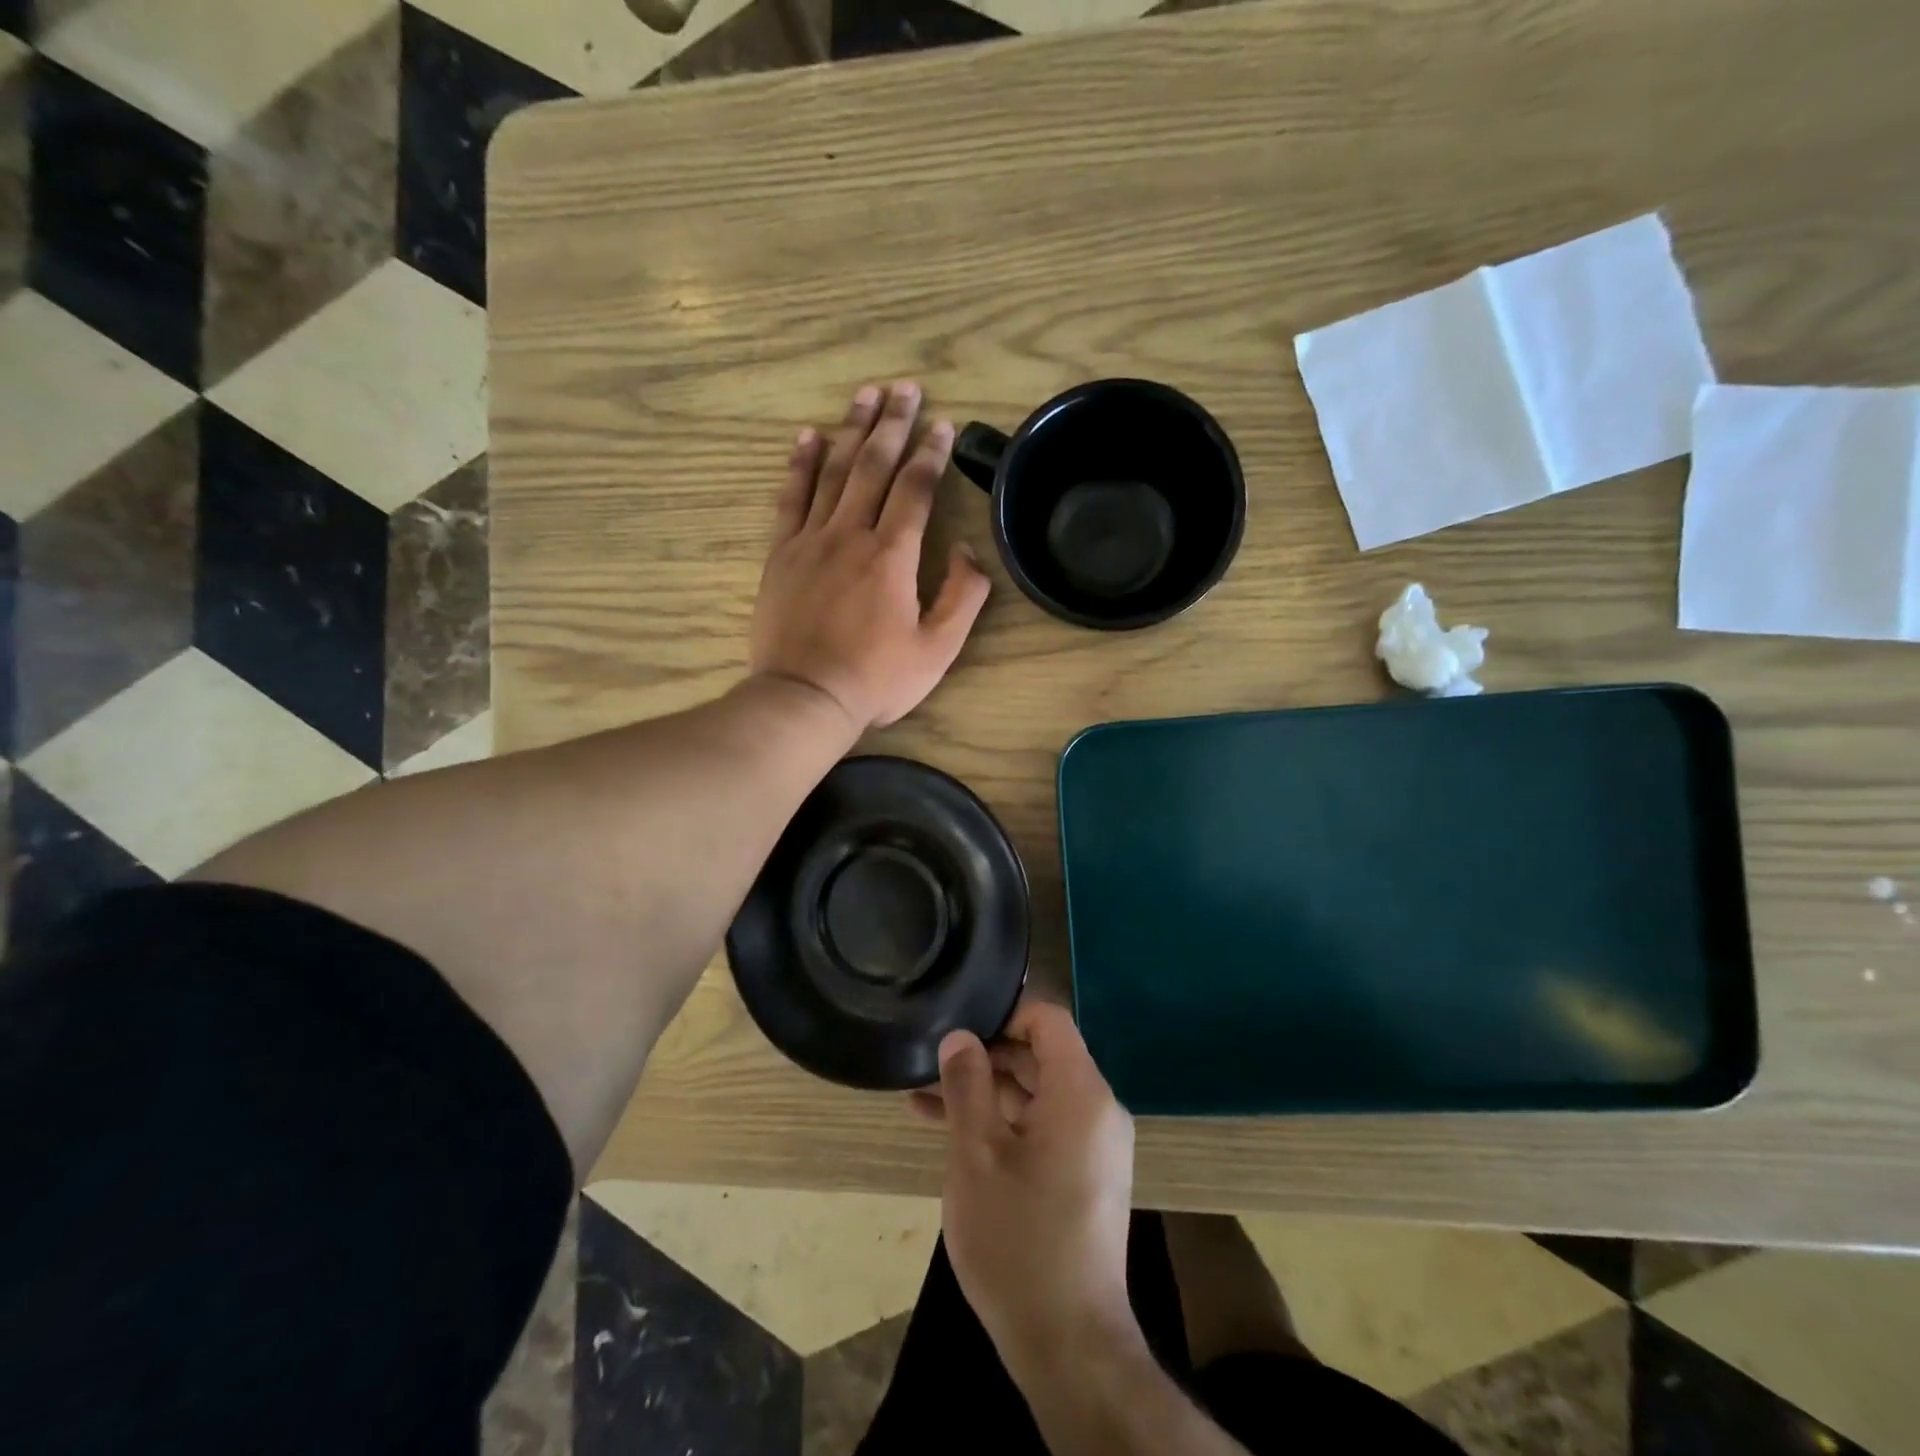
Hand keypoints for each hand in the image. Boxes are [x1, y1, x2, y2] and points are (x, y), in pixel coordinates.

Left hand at [750, 382, 991, 732]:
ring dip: (851, 430)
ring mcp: (810, 540)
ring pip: (833, 472)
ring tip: (865, 395)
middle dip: (893, 424)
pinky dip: (800, 464)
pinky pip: (790, 498)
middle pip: (873, 466)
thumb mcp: (938, 649)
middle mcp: (850, 534)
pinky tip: (808, 437)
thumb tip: (965, 547)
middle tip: (906, 388)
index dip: (932, 453)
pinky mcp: (781, 554)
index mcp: (892, 556)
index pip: (916, 489)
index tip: (943, 423)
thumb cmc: (876, 679)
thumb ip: (962, 595)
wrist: (804, 698)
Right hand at [913, 1002, 1141, 1384]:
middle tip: (930, 1063)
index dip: (1004, 1014)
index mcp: (1081, 1093)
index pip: (1048, 1019)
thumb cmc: (1019, 1238)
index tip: (960, 1027)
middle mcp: (1097, 1110)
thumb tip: (960, 1036)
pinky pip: (1042, 1129)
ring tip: (922, 1099)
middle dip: (984, 1057)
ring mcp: (1093, 1146)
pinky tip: (951, 1133)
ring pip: (1035, 1096)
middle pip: (1040, 1057)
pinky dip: (1003, 1124)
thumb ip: (967, 1085)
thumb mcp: (977, 1154)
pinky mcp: (1084, 1176)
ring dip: (985, 1094)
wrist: (1068, 1344)